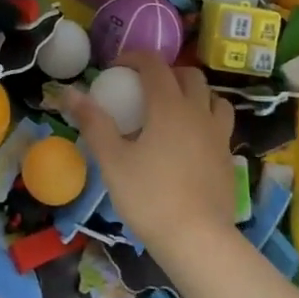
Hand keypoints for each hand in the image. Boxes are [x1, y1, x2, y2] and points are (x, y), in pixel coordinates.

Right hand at [61, 52, 235, 251]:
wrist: (197, 240)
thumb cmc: (149, 197)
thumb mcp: (112, 160)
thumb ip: (93, 122)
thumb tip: (70, 92)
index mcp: (169, 106)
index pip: (155, 64)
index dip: (135, 58)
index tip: (116, 69)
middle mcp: (198, 112)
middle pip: (189, 75)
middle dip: (166, 73)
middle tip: (144, 89)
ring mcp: (218, 134)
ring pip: (213, 97)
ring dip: (193, 94)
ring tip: (173, 110)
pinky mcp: (228, 157)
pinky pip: (220, 124)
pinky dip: (205, 119)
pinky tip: (189, 141)